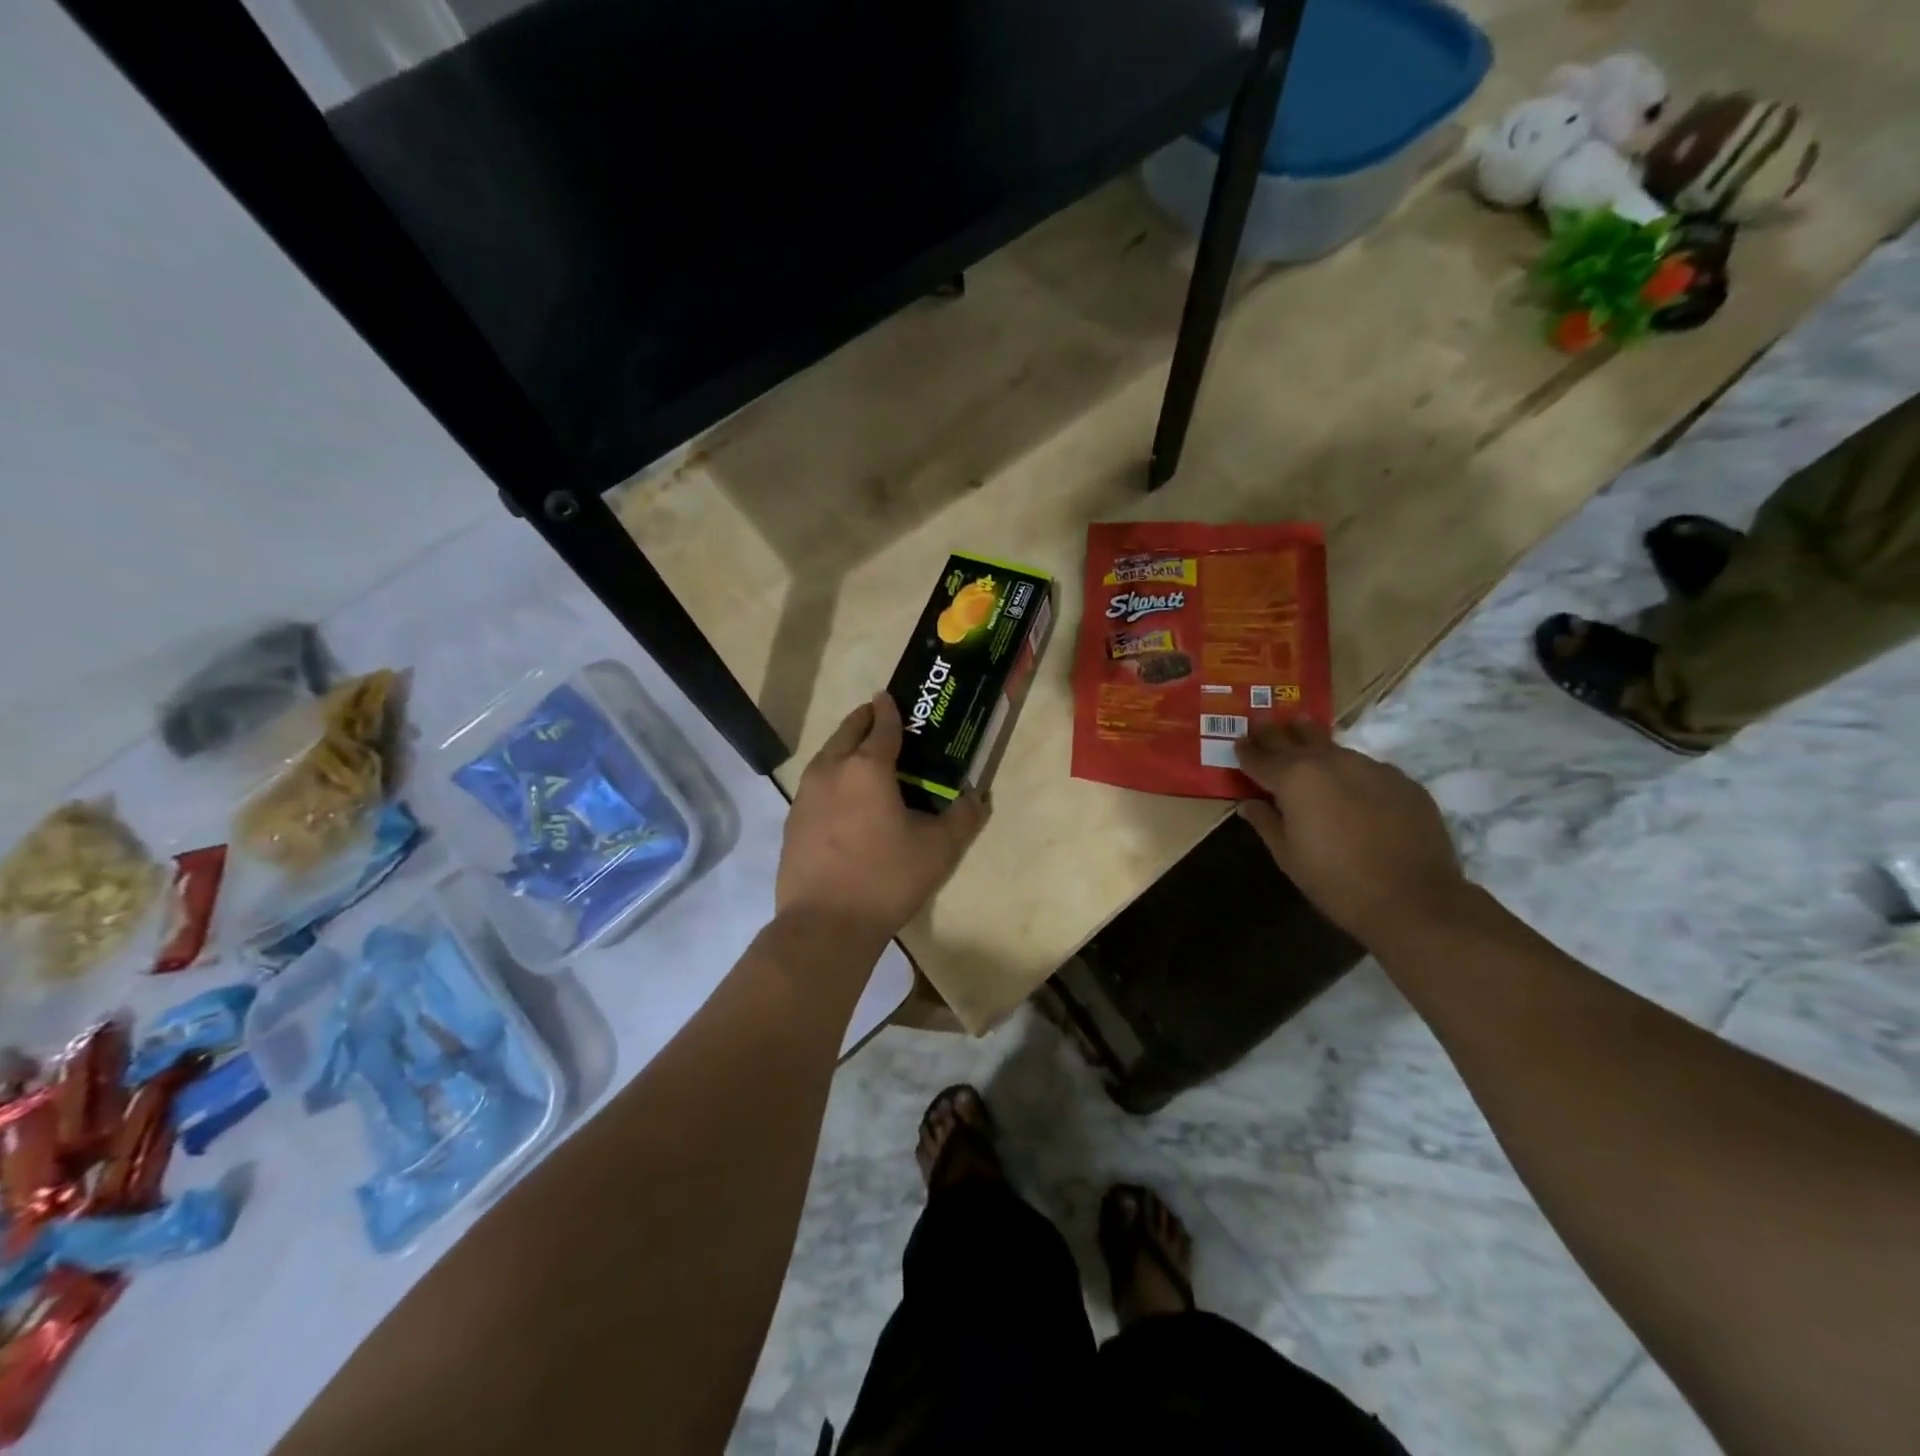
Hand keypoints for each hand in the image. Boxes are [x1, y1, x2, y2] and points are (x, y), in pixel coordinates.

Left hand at [777, 693, 988, 942]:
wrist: (824, 924)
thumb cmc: (886, 879)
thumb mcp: (938, 851)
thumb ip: (963, 818)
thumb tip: (977, 797)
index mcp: (867, 768)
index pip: (881, 725)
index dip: (890, 709)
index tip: (893, 697)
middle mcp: (831, 770)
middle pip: (847, 732)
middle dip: (865, 719)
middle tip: (881, 717)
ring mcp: (806, 795)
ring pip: (827, 755)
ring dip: (845, 745)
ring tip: (864, 753)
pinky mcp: (793, 820)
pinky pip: (816, 783)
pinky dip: (832, 775)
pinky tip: (843, 797)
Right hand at [1235, 717, 1467, 945]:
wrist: (1414, 899)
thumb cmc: (1335, 880)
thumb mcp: (1288, 856)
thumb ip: (1266, 822)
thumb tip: (1249, 804)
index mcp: (1294, 778)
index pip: (1260, 757)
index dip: (1246, 750)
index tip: (1238, 742)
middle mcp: (1330, 761)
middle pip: (1295, 738)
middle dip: (1275, 733)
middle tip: (1263, 722)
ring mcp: (1370, 767)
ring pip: (1333, 749)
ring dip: (1314, 746)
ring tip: (1304, 741)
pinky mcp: (1402, 781)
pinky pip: (1366, 769)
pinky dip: (1350, 773)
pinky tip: (1351, 788)